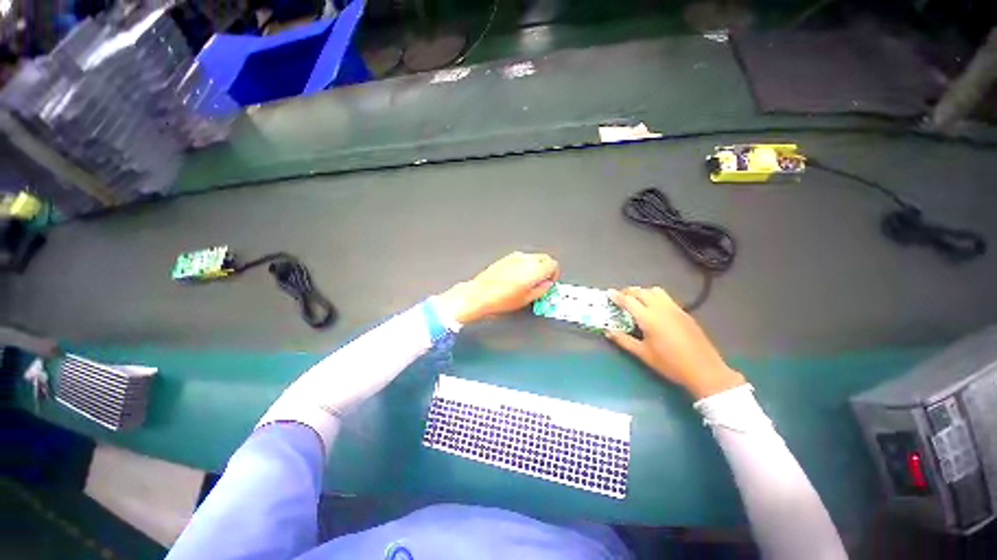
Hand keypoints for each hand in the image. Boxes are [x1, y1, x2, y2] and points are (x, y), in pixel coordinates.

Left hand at [438, 252, 558, 323]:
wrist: (480, 294)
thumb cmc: (501, 299)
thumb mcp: (526, 299)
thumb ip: (541, 290)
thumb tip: (546, 285)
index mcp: (534, 269)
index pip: (553, 264)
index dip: (554, 274)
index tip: (549, 282)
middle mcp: (525, 259)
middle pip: (544, 258)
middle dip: (546, 269)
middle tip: (542, 281)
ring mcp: (514, 257)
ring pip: (533, 257)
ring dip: (535, 266)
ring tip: (529, 280)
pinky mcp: (505, 258)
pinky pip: (521, 258)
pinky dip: (524, 265)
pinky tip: (517, 277)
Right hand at [606, 287, 744, 399]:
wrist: (704, 370)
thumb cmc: (670, 364)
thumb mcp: (643, 354)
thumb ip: (623, 340)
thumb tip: (608, 331)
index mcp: (649, 318)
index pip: (629, 301)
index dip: (617, 296)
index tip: (608, 293)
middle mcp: (661, 308)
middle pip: (641, 291)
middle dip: (629, 292)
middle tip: (621, 299)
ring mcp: (675, 309)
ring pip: (655, 291)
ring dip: (643, 292)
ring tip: (637, 302)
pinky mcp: (684, 313)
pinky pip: (666, 298)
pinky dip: (655, 297)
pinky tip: (654, 310)